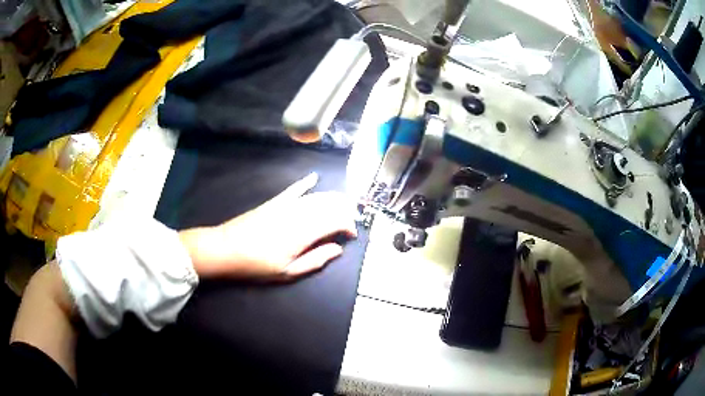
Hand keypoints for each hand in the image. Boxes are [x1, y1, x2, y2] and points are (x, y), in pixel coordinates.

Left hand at [179, 173, 356, 279]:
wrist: (225, 249)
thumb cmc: (257, 265)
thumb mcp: (288, 271)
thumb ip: (315, 260)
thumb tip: (338, 249)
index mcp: (303, 233)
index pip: (335, 221)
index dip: (348, 225)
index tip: (352, 235)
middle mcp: (298, 214)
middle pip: (328, 205)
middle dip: (345, 209)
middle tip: (351, 219)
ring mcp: (285, 205)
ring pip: (315, 196)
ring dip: (332, 198)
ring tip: (343, 204)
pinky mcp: (274, 202)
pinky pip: (293, 189)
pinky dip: (305, 183)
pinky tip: (314, 177)